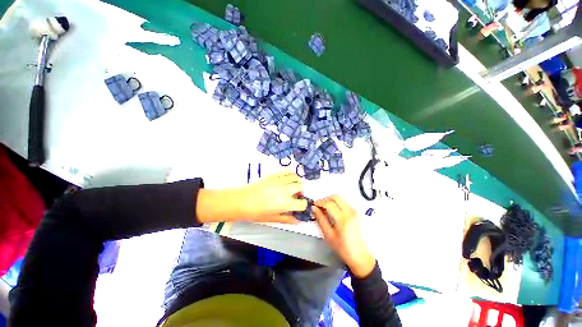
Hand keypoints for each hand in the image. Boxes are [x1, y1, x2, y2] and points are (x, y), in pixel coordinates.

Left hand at [196, 171, 306, 223]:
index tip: (299, 206)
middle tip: (296, 195)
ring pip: (295, 177)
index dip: (302, 205)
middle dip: (300, 191)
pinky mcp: (273, 176)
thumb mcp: (272, 218)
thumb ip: (286, 219)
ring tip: (292, 185)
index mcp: (286, 203)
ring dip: (296, 181)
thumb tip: (297, 221)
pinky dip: (289, 174)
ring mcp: (279, 181)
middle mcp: (285, 191)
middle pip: (300, 187)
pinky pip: (285, 171)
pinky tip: (287, 178)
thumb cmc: (256, 213)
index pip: (302, 203)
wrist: (242, 201)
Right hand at [313, 195, 375, 277]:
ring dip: (331, 200)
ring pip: (340, 198)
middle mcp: (350, 213)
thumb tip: (314, 209)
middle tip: (319, 205)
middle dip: (325, 199)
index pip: (329, 204)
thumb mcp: (329, 235)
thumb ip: (321, 219)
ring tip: (325, 209)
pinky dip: (337, 203)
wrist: (360, 256)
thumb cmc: (344, 249)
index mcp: (343, 219)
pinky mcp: (356, 213)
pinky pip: (344, 202)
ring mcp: (354, 212)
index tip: (314, 205)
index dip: (319, 202)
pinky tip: (333, 211)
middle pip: (336, 197)